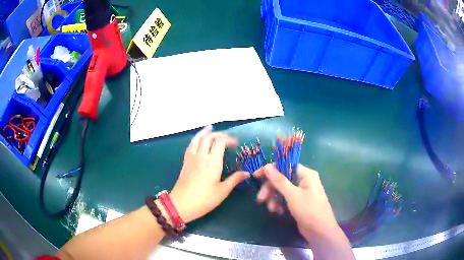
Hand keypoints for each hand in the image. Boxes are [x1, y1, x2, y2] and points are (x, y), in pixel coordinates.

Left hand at [169, 126, 248, 222]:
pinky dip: (195, 139)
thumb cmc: (204, 199)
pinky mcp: (185, 162)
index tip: (236, 144)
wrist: (181, 204)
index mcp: (212, 162)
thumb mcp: (222, 191)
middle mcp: (201, 156)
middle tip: (226, 138)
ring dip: (205, 132)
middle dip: (219, 134)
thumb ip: (234, 180)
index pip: (220, 142)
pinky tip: (197, 140)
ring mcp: (191, 158)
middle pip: (209, 138)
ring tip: (210, 128)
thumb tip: (247, 173)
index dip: (229, 139)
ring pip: (197, 139)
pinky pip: (190, 145)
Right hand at [256, 164, 339, 238]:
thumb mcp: (293, 195)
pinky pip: (285, 198)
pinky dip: (280, 204)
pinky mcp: (298, 202)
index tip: (256, 177)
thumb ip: (279, 181)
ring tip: (272, 209)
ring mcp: (301, 192)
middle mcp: (304, 180)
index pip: (285, 166)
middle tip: (261, 199)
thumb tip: (267, 166)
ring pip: (282, 190)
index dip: (270, 170)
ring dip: (274, 198)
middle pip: (282, 179)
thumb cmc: (309, 210)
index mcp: (306, 174)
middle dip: (270, 189)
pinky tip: (278, 212)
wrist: (319, 231)